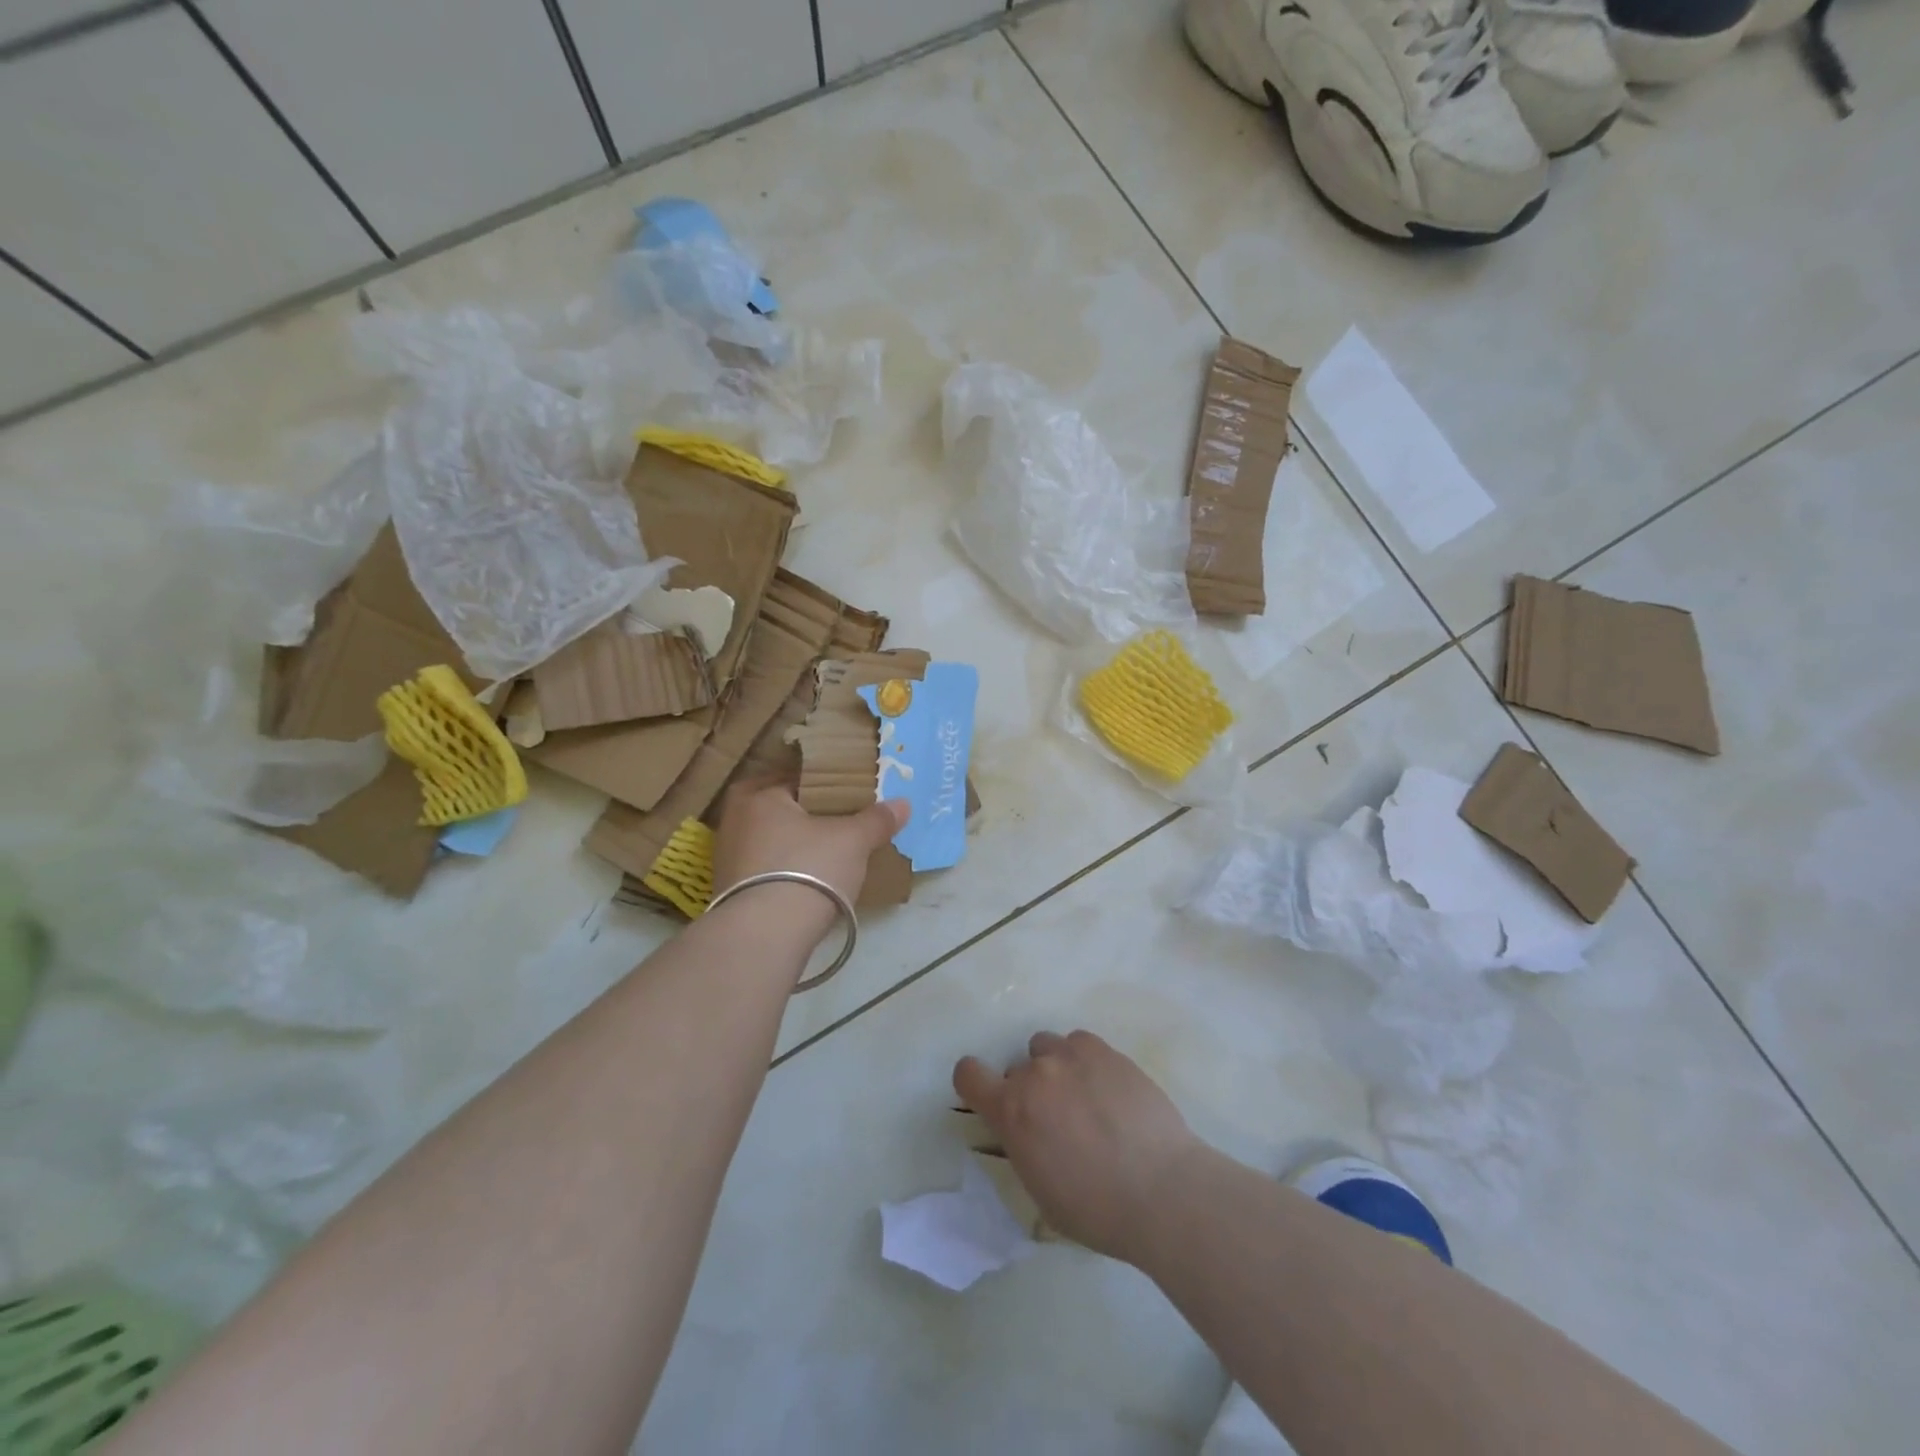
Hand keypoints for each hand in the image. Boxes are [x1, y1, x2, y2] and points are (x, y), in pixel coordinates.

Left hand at [710, 778, 907, 934]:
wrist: (765, 936)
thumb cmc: (808, 869)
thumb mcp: (853, 840)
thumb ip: (876, 820)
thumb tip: (903, 804)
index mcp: (759, 795)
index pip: (796, 777)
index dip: (825, 784)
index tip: (848, 796)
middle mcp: (735, 821)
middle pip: (782, 811)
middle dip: (809, 817)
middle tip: (841, 824)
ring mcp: (728, 859)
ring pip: (772, 842)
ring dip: (797, 847)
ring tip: (830, 855)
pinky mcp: (731, 893)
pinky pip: (766, 871)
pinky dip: (786, 873)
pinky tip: (810, 883)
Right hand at [953, 1031, 1202, 1264]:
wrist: (1161, 1190)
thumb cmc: (1096, 1209)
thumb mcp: (1041, 1191)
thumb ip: (1024, 1147)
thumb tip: (1029, 1132)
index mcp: (1011, 1111)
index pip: (968, 1074)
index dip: (974, 1083)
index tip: (990, 1098)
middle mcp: (1035, 1074)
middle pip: (1017, 1068)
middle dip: (1029, 1091)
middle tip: (1057, 1120)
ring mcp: (1071, 1056)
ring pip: (1047, 1047)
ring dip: (1055, 1068)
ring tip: (1084, 1098)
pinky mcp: (1105, 1051)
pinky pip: (1079, 1043)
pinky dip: (1084, 1061)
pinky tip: (1106, 1088)